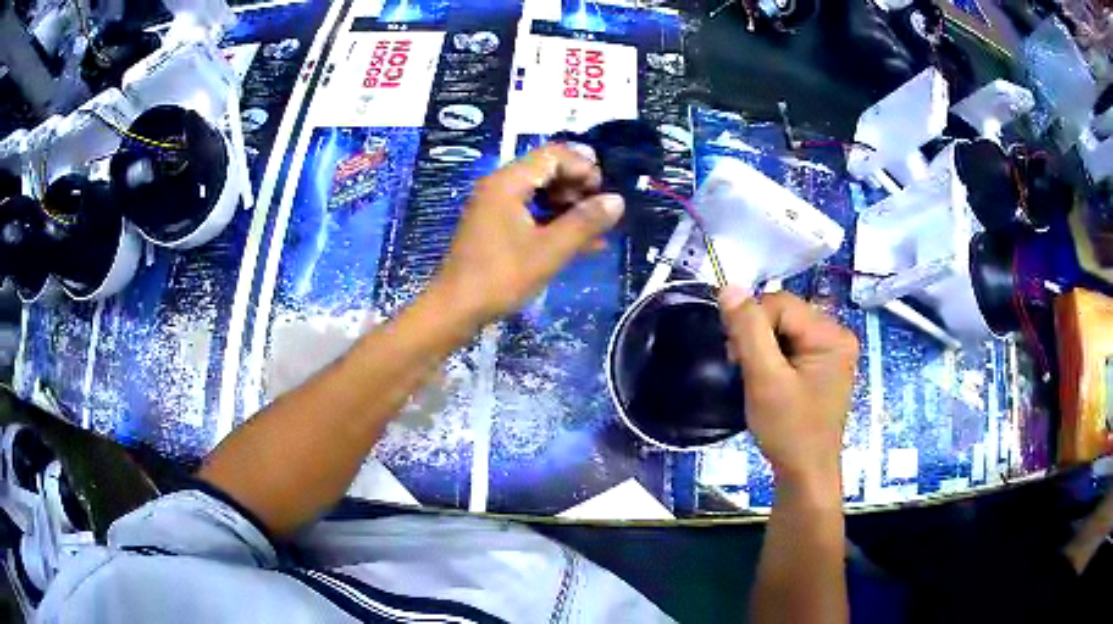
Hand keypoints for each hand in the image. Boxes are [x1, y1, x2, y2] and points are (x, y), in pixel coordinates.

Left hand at [430, 144, 624, 324]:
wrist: (455, 309)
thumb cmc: (501, 277)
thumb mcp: (549, 251)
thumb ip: (585, 222)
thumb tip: (617, 200)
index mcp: (508, 182)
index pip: (553, 155)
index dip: (583, 167)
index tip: (603, 193)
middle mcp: (500, 186)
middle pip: (546, 170)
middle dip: (577, 186)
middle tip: (599, 211)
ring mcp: (495, 206)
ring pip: (540, 192)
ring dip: (569, 205)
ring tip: (594, 228)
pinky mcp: (495, 226)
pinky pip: (530, 212)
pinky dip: (554, 221)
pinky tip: (581, 243)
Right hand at [719, 287, 858, 498]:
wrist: (805, 474)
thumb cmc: (789, 430)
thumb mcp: (765, 380)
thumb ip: (748, 331)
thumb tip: (728, 287)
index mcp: (832, 335)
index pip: (781, 304)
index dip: (752, 324)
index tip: (735, 357)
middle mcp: (837, 335)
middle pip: (784, 313)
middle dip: (757, 336)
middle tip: (743, 368)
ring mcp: (832, 351)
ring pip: (785, 328)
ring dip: (762, 347)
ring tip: (755, 376)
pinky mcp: (823, 366)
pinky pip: (792, 344)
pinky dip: (773, 356)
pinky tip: (768, 378)